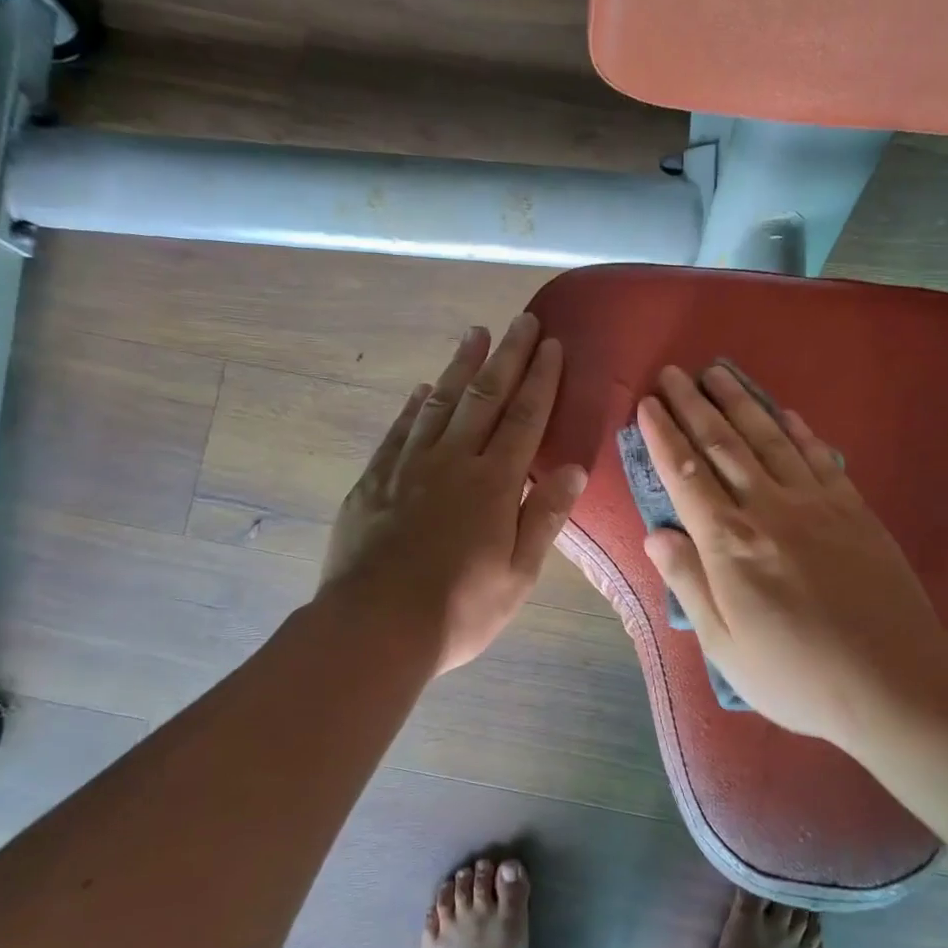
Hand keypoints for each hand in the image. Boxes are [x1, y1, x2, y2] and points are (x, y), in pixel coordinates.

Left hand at [319, 314, 586, 674]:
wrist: (374, 627)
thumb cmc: (459, 609)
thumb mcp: (518, 574)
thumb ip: (545, 517)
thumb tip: (572, 468)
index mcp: (494, 483)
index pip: (525, 417)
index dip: (541, 379)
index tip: (552, 345)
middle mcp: (453, 461)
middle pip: (485, 397)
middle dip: (507, 355)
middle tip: (521, 320)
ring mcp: (408, 467)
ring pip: (440, 403)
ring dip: (461, 366)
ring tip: (475, 334)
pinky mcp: (374, 481)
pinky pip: (399, 430)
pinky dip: (414, 405)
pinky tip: (423, 389)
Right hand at [637, 364, 947, 750]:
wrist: (893, 678)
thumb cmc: (796, 674)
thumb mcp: (724, 645)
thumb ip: (688, 582)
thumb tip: (655, 535)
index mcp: (729, 543)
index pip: (685, 475)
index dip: (663, 436)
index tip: (646, 405)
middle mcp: (767, 509)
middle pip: (723, 445)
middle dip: (693, 405)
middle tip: (673, 373)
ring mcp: (815, 503)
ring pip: (768, 439)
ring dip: (740, 402)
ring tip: (717, 372)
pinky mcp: (853, 508)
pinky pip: (819, 456)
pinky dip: (798, 430)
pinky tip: (784, 412)